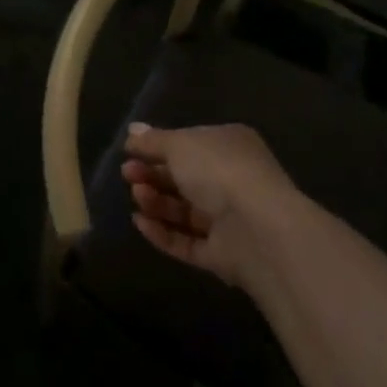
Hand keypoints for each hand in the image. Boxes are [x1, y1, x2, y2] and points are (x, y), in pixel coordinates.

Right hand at [121, 122, 296, 289]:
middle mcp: (232, 180)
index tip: (130, 151)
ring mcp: (229, 220)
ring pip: (184, 210)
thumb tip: (132, 131)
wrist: (259, 229)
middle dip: (153, 175)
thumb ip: (153, 141)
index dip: (159, 147)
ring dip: (156, 201)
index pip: (190, 144)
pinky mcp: (222, 254)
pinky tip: (140, 222)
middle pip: (184, 178)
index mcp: (229, 146)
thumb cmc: (218, 170)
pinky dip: (162, 232)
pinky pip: (187, 241)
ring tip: (136, 195)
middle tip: (127, 174)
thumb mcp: (179, 144)